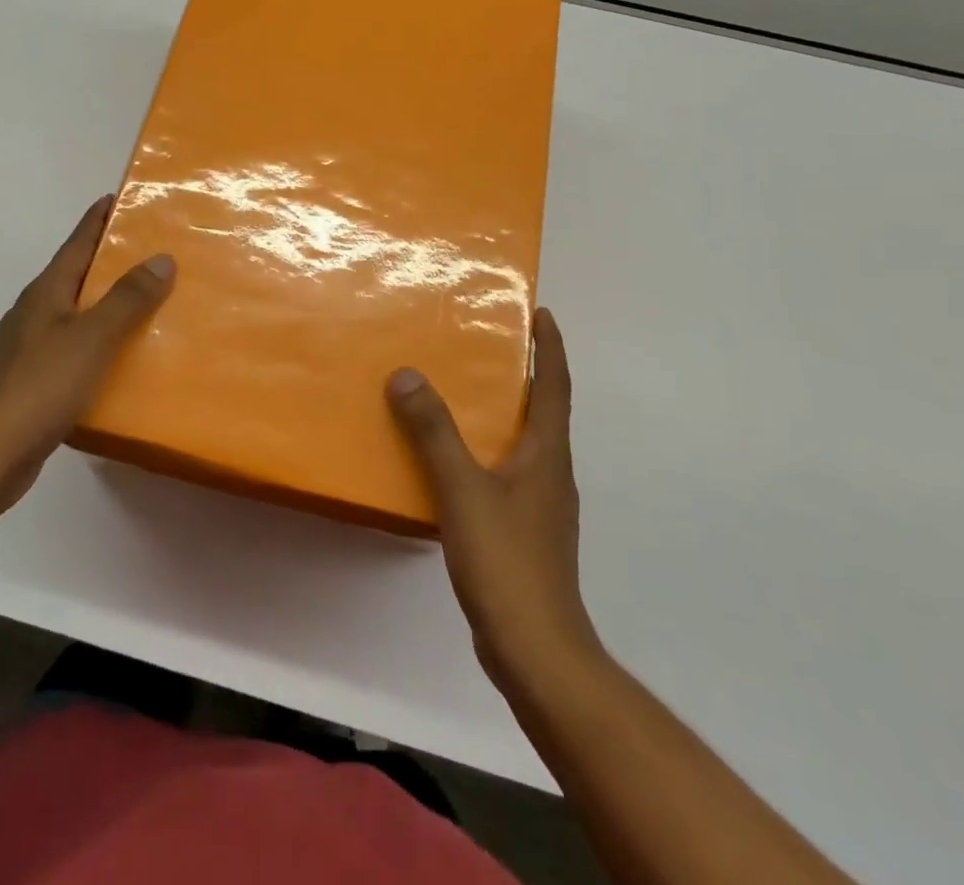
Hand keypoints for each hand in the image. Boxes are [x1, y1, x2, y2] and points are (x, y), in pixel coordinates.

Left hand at [0, 195, 174, 517]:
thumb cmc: (40, 386)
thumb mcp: (92, 337)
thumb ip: (128, 299)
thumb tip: (162, 258)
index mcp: (46, 293)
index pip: (76, 243)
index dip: (98, 219)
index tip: (120, 197)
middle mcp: (35, 313)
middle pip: (77, 276)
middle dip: (110, 261)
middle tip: (153, 252)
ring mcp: (30, 349)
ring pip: (77, 314)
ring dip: (107, 305)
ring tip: (149, 305)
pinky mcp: (34, 383)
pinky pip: (75, 350)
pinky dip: (100, 344)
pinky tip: (122, 360)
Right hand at [387, 308, 601, 695]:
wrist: (536, 650)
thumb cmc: (507, 561)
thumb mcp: (463, 489)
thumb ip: (434, 432)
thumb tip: (407, 375)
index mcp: (547, 454)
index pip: (556, 386)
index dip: (550, 347)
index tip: (542, 312)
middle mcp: (550, 473)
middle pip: (544, 411)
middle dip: (524, 374)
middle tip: (488, 344)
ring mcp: (540, 505)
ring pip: (522, 443)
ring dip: (502, 412)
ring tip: (463, 393)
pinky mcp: (523, 531)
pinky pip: (504, 472)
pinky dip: (484, 451)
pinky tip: (451, 461)